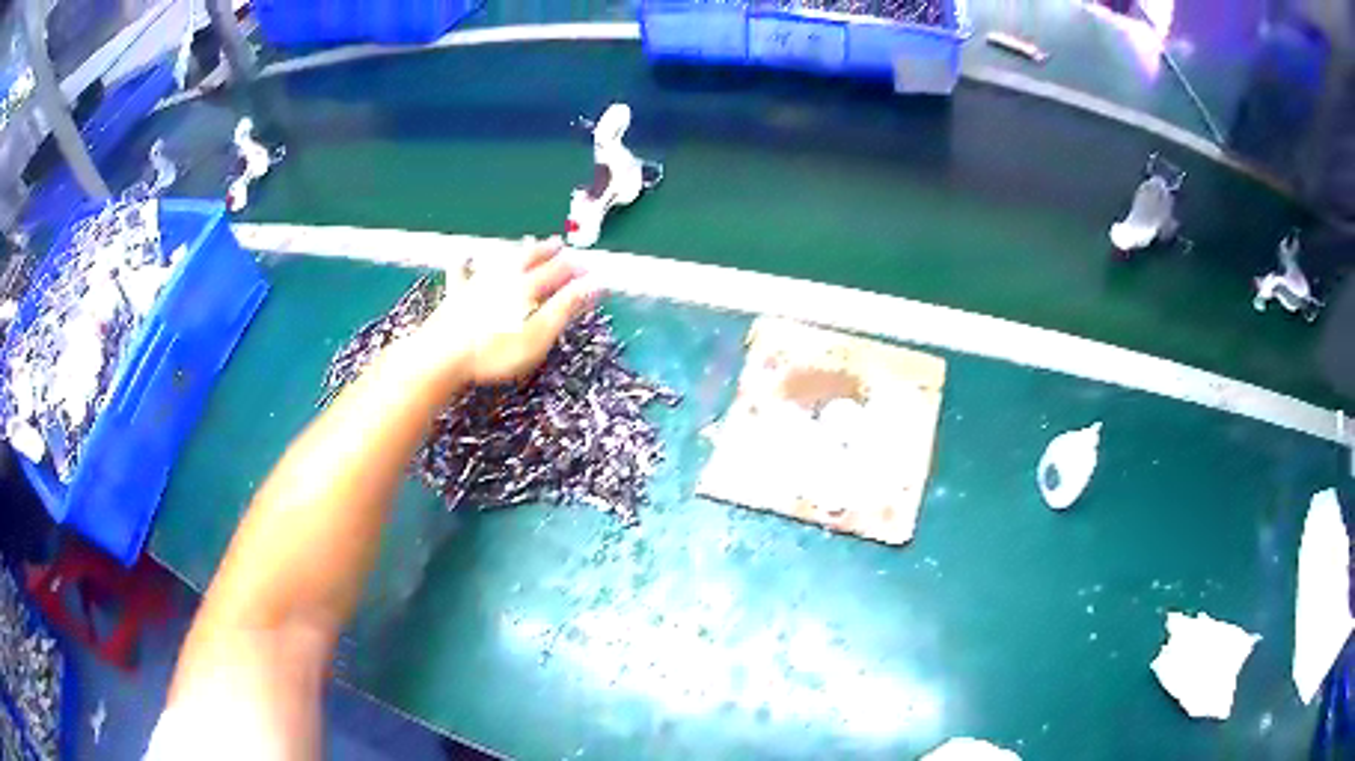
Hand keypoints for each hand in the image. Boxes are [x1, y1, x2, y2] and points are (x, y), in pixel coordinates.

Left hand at [414, 236, 598, 386]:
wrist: (440, 356)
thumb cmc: (493, 352)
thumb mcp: (537, 335)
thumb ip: (565, 308)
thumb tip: (594, 284)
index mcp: (525, 288)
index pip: (555, 273)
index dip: (573, 270)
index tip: (588, 268)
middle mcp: (501, 279)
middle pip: (528, 259)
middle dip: (545, 251)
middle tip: (558, 242)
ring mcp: (475, 284)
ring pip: (500, 260)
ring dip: (516, 250)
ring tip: (526, 241)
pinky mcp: (454, 296)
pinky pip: (461, 273)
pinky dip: (465, 263)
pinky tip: (463, 255)